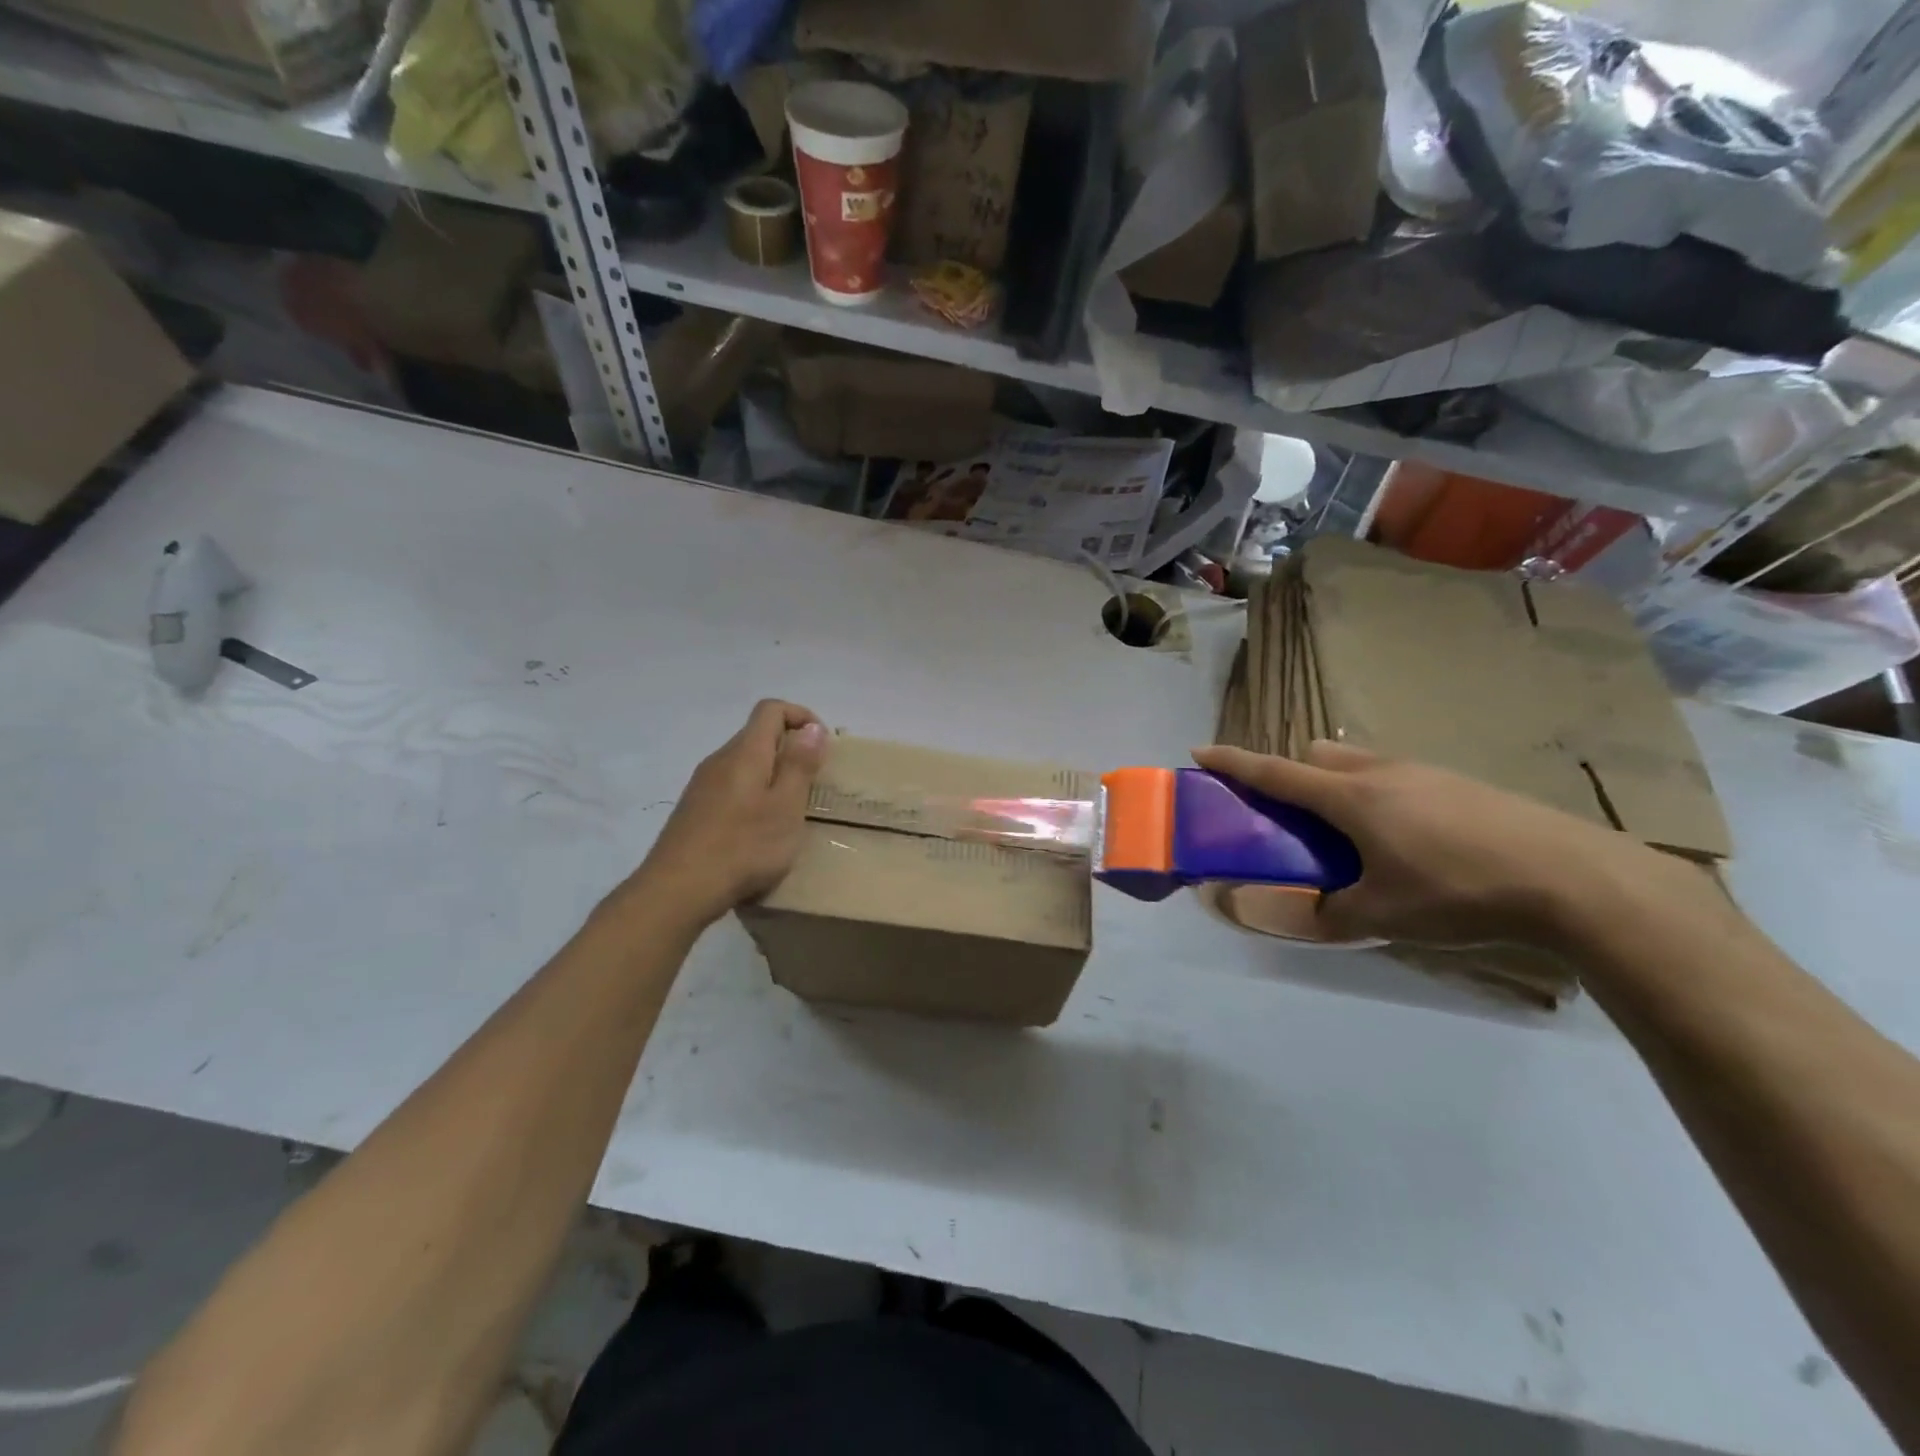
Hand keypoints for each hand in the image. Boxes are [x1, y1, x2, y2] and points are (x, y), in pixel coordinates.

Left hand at [625, 700, 827, 926]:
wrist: (677, 890)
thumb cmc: (743, 847)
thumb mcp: (786, 807)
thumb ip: (799, 765)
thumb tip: (811, 727)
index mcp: (744, 753)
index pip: (770, 709)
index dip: (800, 716)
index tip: (822, 745)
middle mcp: (719, 760)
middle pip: (756, 735)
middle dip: (789, 749)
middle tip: (812, 783)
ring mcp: (701, 786)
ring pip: (743, 764)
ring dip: (771, 775)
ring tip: (789, 810)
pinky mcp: (693, 811)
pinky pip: (730, 787)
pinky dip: (753, 795)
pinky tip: (758, 831)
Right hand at [1191, 739, 1685, 948]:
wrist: (1576, 880)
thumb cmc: (1459, 892)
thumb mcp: (1380, 916)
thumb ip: (1324, 915)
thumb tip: (1291, 912)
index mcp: (1350, 797)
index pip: (1275, 772)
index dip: (1234, 762)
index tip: (1200, 751)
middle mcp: (1382, 772)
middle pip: (1318, 756)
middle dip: (1294, 775)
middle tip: (1297, 820)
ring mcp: (1427, 773)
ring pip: (1361, 764)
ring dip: (1340, 786)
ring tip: (1356, 838)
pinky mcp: (1463, 784)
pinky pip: (1399, 778)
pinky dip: (1382, 797)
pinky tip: (1414, 843)